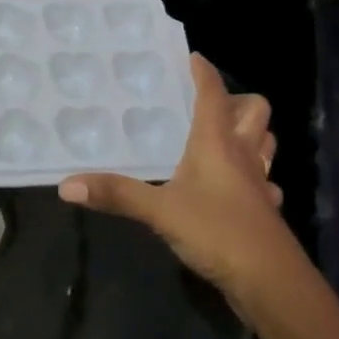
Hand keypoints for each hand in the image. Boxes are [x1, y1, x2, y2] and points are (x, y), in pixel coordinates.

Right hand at [58, 53, 292, 296]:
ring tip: (222, 137)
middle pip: (255, 111)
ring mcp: (259, 182)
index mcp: (217, 142)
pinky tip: (236, 187)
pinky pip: (265, 181)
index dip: (204, 72)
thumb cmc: (217, 231)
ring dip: (250, 133)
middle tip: (208, 105)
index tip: (191, 57)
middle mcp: (243, 154)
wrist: (270, 281)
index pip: (213, 94)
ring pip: (265, 143)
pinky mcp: (265, 210)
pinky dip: (254, 176)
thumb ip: (117, 195)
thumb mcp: (159, 211)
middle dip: (237, 101)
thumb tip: (68, 184)